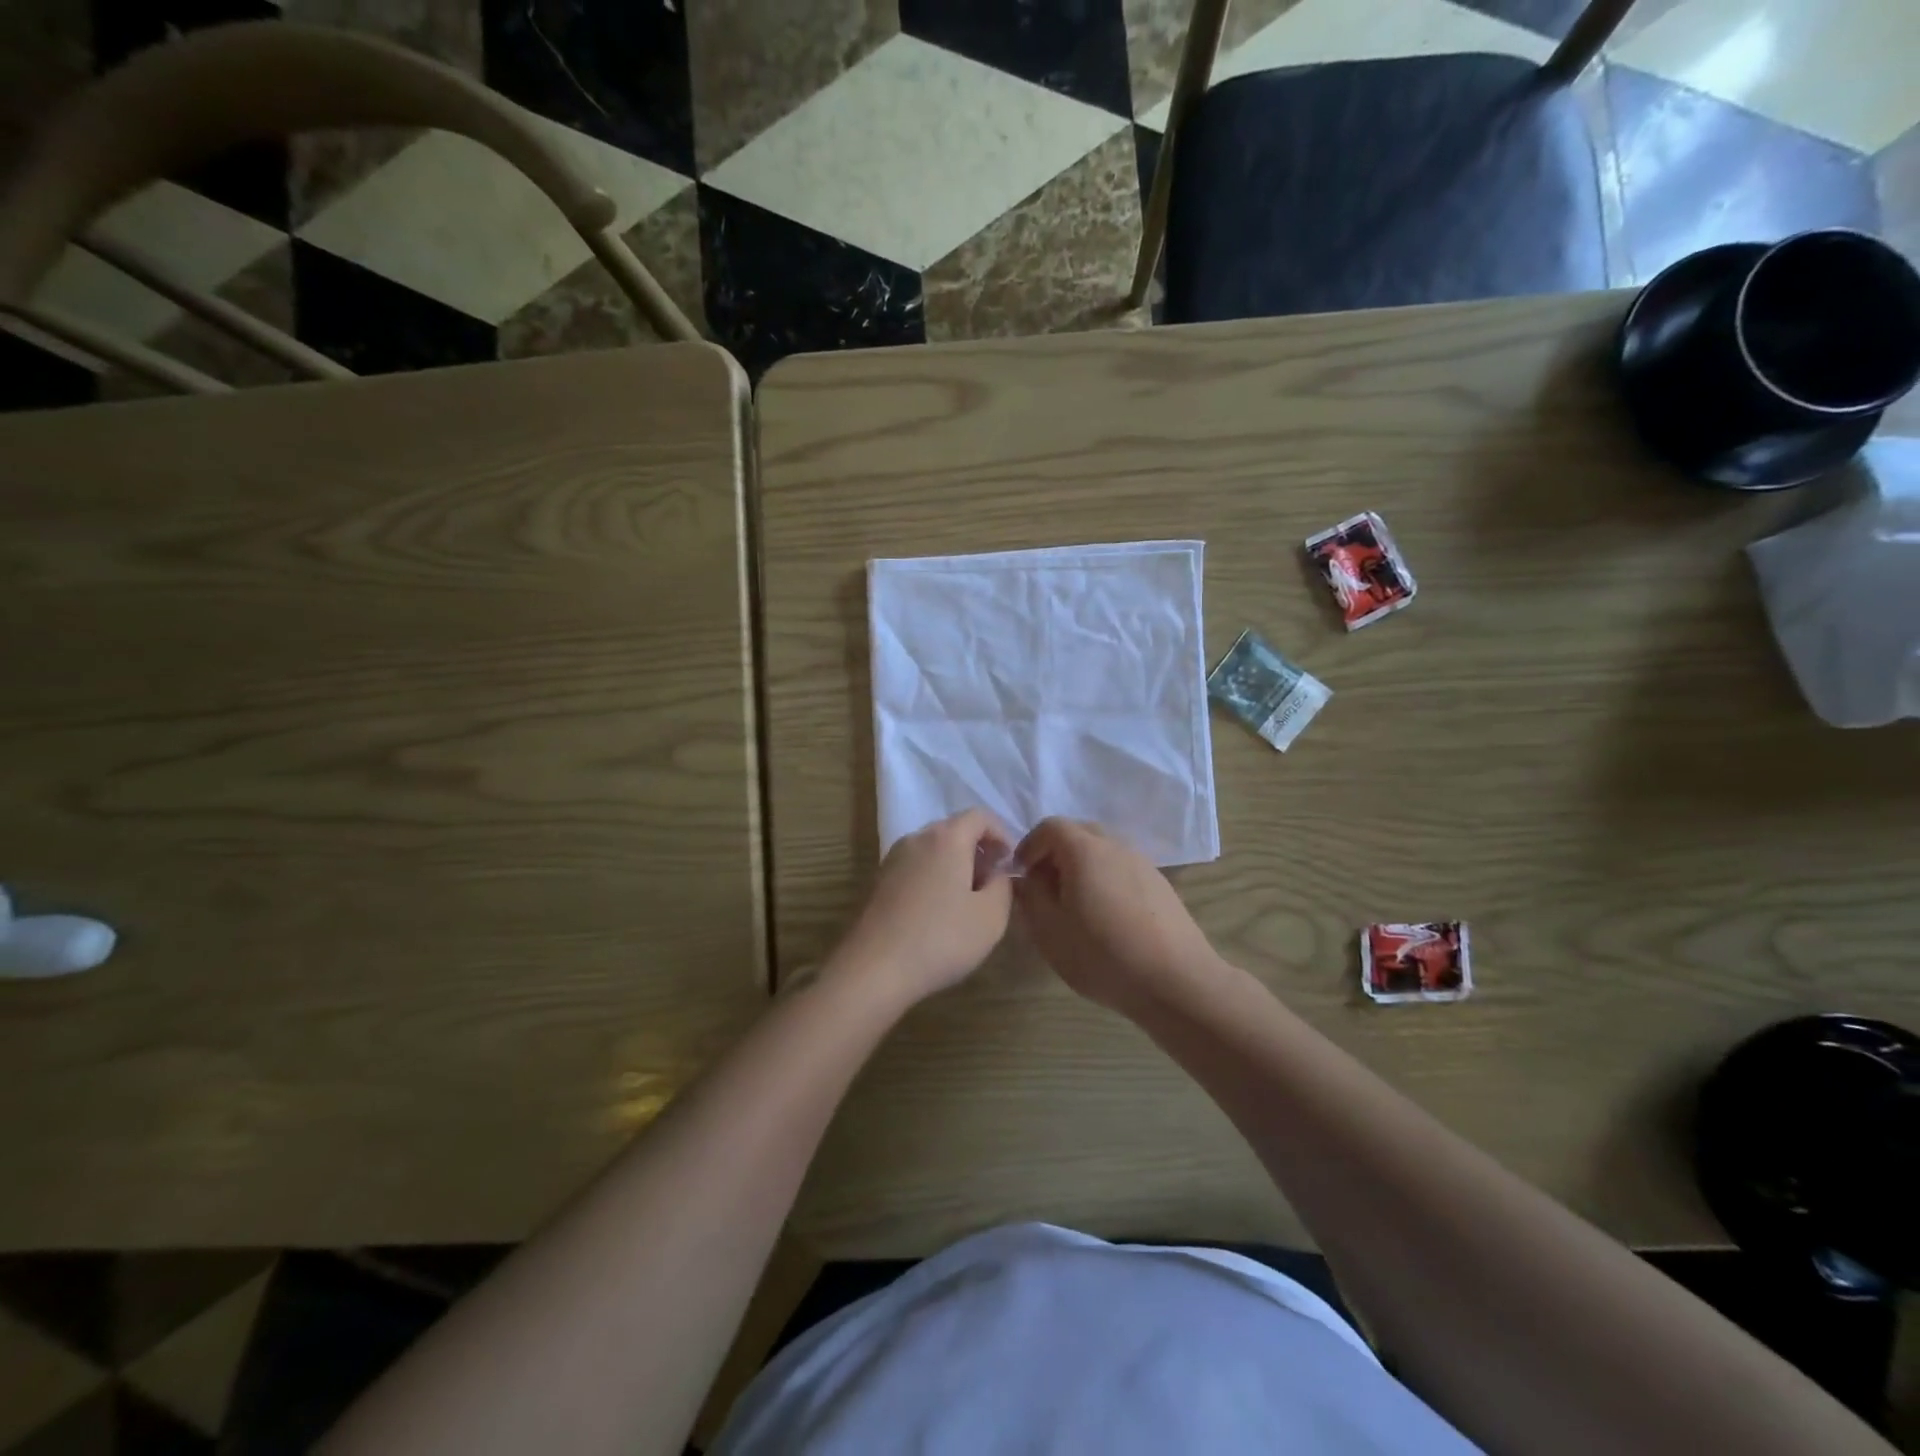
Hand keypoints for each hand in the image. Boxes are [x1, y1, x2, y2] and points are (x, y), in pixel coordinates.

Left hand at [829, 809, 1014, 1006]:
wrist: (874, 969)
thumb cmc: (941, 938)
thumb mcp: (991, 917)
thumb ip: (1003, 886)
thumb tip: (997, 873)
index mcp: (946, 838)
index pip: (980, 816)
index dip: (1002, 834)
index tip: (1011, 863)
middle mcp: (917, 838)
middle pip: (954, 830)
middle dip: (978, 850)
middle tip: (992, 883)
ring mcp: (893, 858)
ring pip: (933, 850)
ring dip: (955, 865)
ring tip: (967, 901)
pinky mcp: (878, 881)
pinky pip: (915, 867)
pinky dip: (933, 878)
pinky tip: (938, 913)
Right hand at [1014, 819, 1223, 1014]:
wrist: (1177, 981)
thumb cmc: (1103, 955)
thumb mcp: (1050, 931)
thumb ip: (1030, 897)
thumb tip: (1025, 879)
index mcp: (1085, 850)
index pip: (1050, 826)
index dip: (1029, 846)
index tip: (1021, 875)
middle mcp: (1116, 846)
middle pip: (1078, 833)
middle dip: (1055, 853)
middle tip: (1044, 888)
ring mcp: (1143, 863)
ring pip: (1102, 851)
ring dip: (1081, 867)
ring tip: (1073, 906)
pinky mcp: (1160, 885)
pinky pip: (1122, 869)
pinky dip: (1104, 880)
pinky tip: (1105, 918)